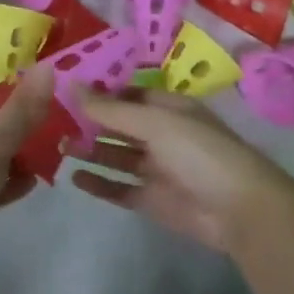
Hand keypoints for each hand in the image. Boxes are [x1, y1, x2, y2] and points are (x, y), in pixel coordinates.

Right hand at [70, 90, 293, 254]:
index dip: (99, 92)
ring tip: (58, 147)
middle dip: (90, 123)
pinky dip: (99, 184)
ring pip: (116, 156)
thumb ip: (110, 109)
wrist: (241, 210)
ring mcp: (157, 169)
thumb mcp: (154, 123)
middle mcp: (162, 136)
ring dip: (90, 151)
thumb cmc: (200, 152)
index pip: (128, 96)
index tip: (64, 89)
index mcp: (169, 109)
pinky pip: (119, 188)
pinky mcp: (152, 200)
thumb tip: (71, 83)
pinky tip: (75, 177)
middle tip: (52, 120)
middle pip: (119, 126)